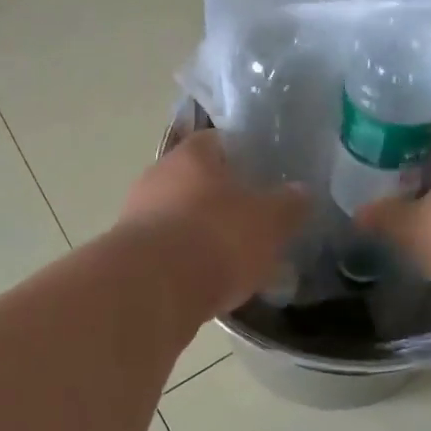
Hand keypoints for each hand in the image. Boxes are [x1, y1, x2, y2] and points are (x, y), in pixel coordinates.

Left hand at [118, 132, 309, 316]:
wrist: (151, 290)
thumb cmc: (215, 238)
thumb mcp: (269, 221)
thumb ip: (288, 205)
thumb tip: (302, 191)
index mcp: (191, 155)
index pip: (218, 141)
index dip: (243, 155)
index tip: (264, 175)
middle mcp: (157, 176)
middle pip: (196, 180)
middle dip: (223, 199)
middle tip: (254, 220)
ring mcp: (137, 214)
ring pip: (179, 216)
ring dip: (203, 232)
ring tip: (235, 258)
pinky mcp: (129, 253)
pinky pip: (166, 249)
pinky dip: (186, 261)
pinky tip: (208, 282)